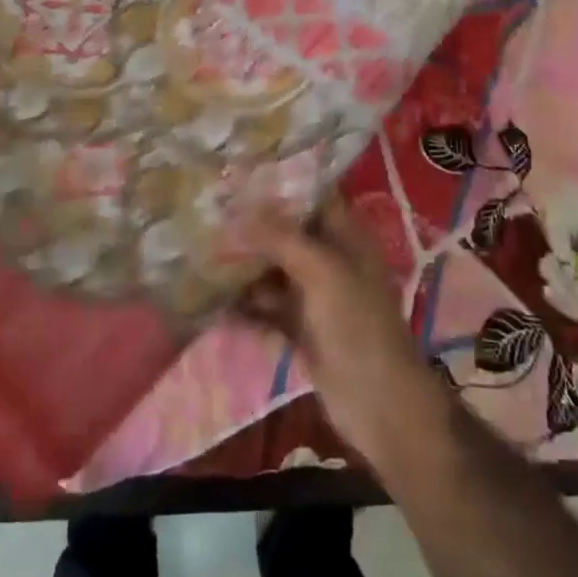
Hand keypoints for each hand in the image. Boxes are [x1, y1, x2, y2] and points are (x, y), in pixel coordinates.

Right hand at [231, 194, 448, 470]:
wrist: (378, 404)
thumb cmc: (357, 326)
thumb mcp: (322, 272)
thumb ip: (282, 237)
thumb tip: (241, 208)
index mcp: (346, 237)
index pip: (313, 195)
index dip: (281, 182)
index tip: (240, 172)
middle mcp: (330, 260)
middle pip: (287, 233)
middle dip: (252, 225)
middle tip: (208, 212)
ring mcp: (315, 296)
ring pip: (273, 271)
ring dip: (243, 265)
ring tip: (199, 251)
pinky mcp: (301, 328)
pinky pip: (267, 308)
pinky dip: (244, 304)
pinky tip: (210, 299)